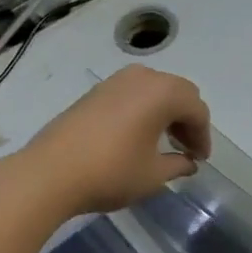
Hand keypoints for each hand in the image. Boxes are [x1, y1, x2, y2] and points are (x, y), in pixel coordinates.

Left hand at [20, 66, 211, 215]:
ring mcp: (116, 81)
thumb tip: (188, 162)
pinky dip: (144, 109)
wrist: (48, 173)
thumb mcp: (153, 175)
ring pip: (155, 90)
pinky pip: (133, 93)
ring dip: (166, 112)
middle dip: (187, 120)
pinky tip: (138, 135)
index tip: (200, 160)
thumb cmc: (110, 173)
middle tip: (187, 149)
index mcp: (163, 93)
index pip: (197, 110)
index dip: (203, 136)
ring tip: (164, 141)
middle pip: (179, 93)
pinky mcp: (95, 92)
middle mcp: (143, 77)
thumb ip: (178, 164)